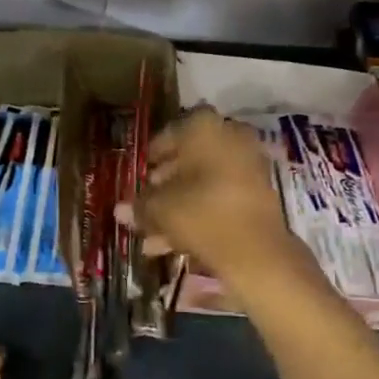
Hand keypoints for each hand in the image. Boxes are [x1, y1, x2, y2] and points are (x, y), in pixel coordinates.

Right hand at [115, 107, 309, 298]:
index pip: (168, 134)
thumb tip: (120, 210)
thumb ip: (139, 205)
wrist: (256, 251)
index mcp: (204, 127)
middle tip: (145, 203)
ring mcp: (248, 165)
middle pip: (188, 159)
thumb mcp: (160, 209)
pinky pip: (221, 196)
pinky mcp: (258, 194)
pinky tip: (172, 242)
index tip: (139, 176)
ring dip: (178, 204)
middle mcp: (230, 137)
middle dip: (164, 184)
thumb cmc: (201, 213)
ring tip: (153, 233)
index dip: (151, 158)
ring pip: (204, 181)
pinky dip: (199, 213)